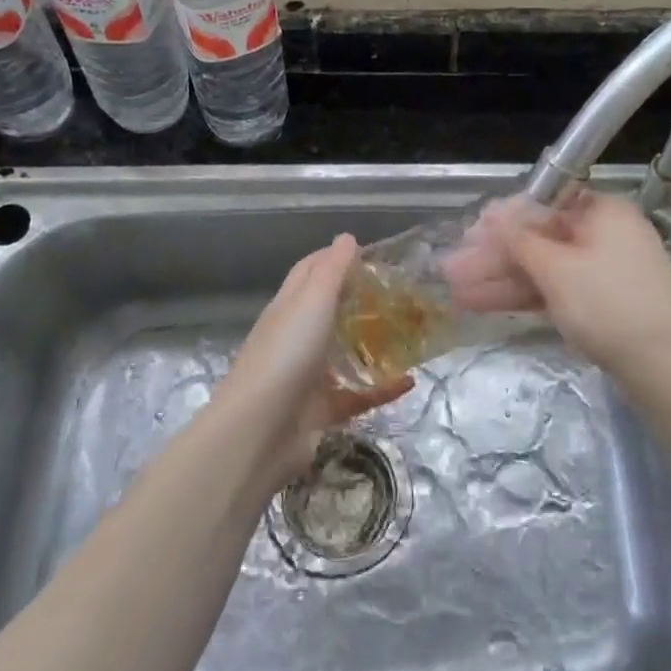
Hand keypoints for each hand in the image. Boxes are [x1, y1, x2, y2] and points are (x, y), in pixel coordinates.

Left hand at [219, 234, 410, 485]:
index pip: (310, 270)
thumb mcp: (312, 301)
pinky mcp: (321, 410)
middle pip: (330, 311)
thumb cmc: (286, 354)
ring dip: (373, 344)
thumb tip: (346, 237)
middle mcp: (296, 337)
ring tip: (411, 333)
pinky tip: (410, 381)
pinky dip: (382, 389)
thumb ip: (332, 270)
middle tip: (402, 293)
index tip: (374, 254)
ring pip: (345, 354)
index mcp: (289, 307)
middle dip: (361, 300)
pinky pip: (358, 396)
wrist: (259, 433)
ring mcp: (307, 376)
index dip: (336, 257)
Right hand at [440, 191, 670, 378]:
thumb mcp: (558, 269)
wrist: (670, 370)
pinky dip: (522, 297)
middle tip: (450, 271)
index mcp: (601, 211)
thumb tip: (492, 213)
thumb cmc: (611, 304)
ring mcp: (602, 273)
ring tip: (455, 293)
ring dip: (499, 280)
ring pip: (542, 269)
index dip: (502, 221)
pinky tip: (484, 305)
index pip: (542, 205)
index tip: (468, 236)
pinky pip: (554, 292)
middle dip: (493, 257)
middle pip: (538, 239)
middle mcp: (603, 235)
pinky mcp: (601, 306)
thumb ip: (519, 240)